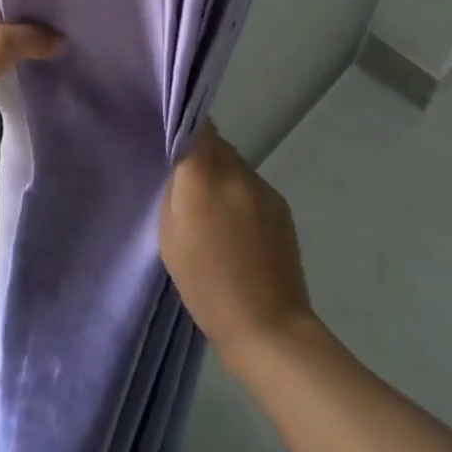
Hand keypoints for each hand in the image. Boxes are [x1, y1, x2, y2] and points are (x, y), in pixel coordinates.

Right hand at [161, 122, 313, 366]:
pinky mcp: (280, 205)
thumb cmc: (207, 285)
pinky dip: (240, 196)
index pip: (196, 125)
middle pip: (215, 144)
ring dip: (220, 177)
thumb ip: (175, 191)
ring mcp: (263, 187)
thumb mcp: (171, 237)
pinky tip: (237, 229)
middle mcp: (237, 171)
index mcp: (204, 176)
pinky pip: (251, 186)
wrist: (269, 327)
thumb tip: (183, 167)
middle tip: (186, 183)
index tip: (171, 133)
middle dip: (200, 156)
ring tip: (212, 212)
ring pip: (234, 165)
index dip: (184, 124)